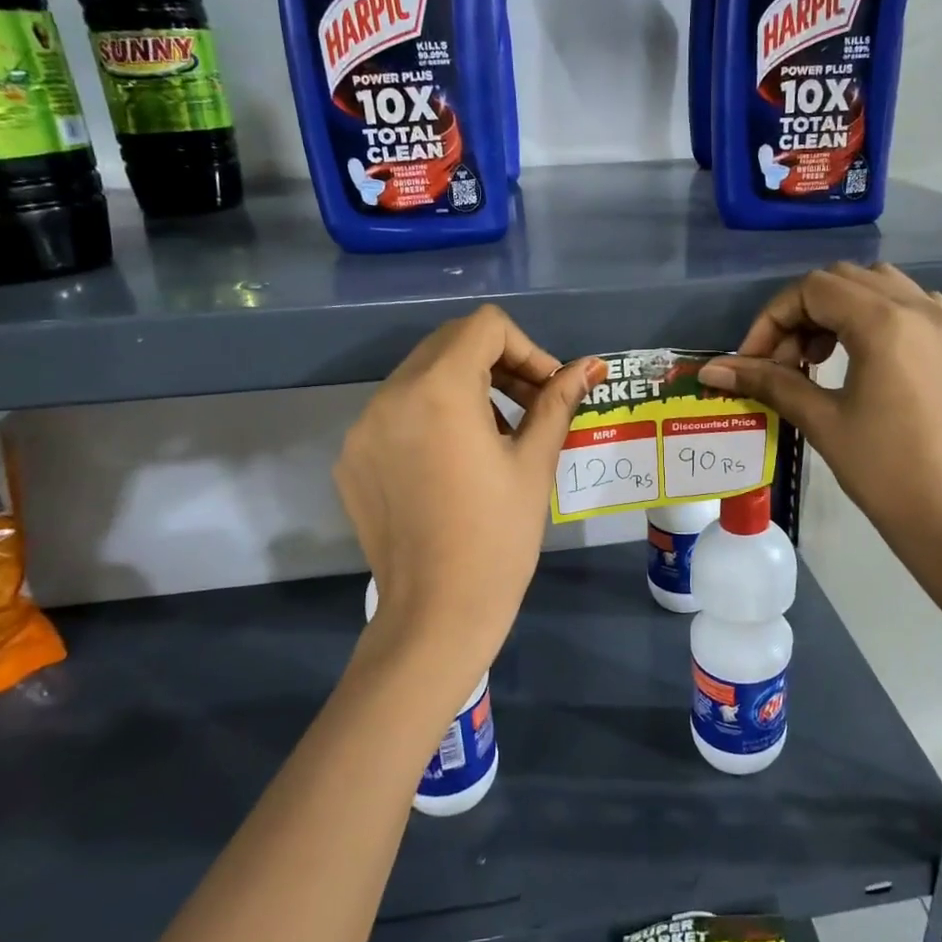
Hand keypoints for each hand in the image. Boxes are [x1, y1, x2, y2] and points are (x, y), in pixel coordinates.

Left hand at [334, 306, 599, 706]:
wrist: (436, 615)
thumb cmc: (499, 538)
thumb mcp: (534, 463)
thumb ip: (558, 402)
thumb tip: (590, 366)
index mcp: (438, 389)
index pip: (486, 327)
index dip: (527, 350)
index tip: (547, 391)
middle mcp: (390, 395)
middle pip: (449, 343)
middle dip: (497, 364)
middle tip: (530, 407)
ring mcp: (362, 428)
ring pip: (420, 376)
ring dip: (464, 388)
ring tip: (494, 437)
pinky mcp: (351, 458)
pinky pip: (395, 413)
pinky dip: (430, 418)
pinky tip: (452, 465)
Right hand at [699, 263, 941, 617]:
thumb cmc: (883, 470)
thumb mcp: (821, 420)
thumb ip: (768, 382)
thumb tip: (712, 369)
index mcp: (885, 322)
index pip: (812, 290)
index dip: (772, 319)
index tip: (752, 361)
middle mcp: (917, 307)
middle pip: (841, 280)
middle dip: (800, 313)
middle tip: (781, 363)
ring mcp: (941, 323)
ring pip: (874, 285)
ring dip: (834, 310)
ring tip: (815, 358)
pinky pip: (904, 303)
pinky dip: (869, 315)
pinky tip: (855, 355)